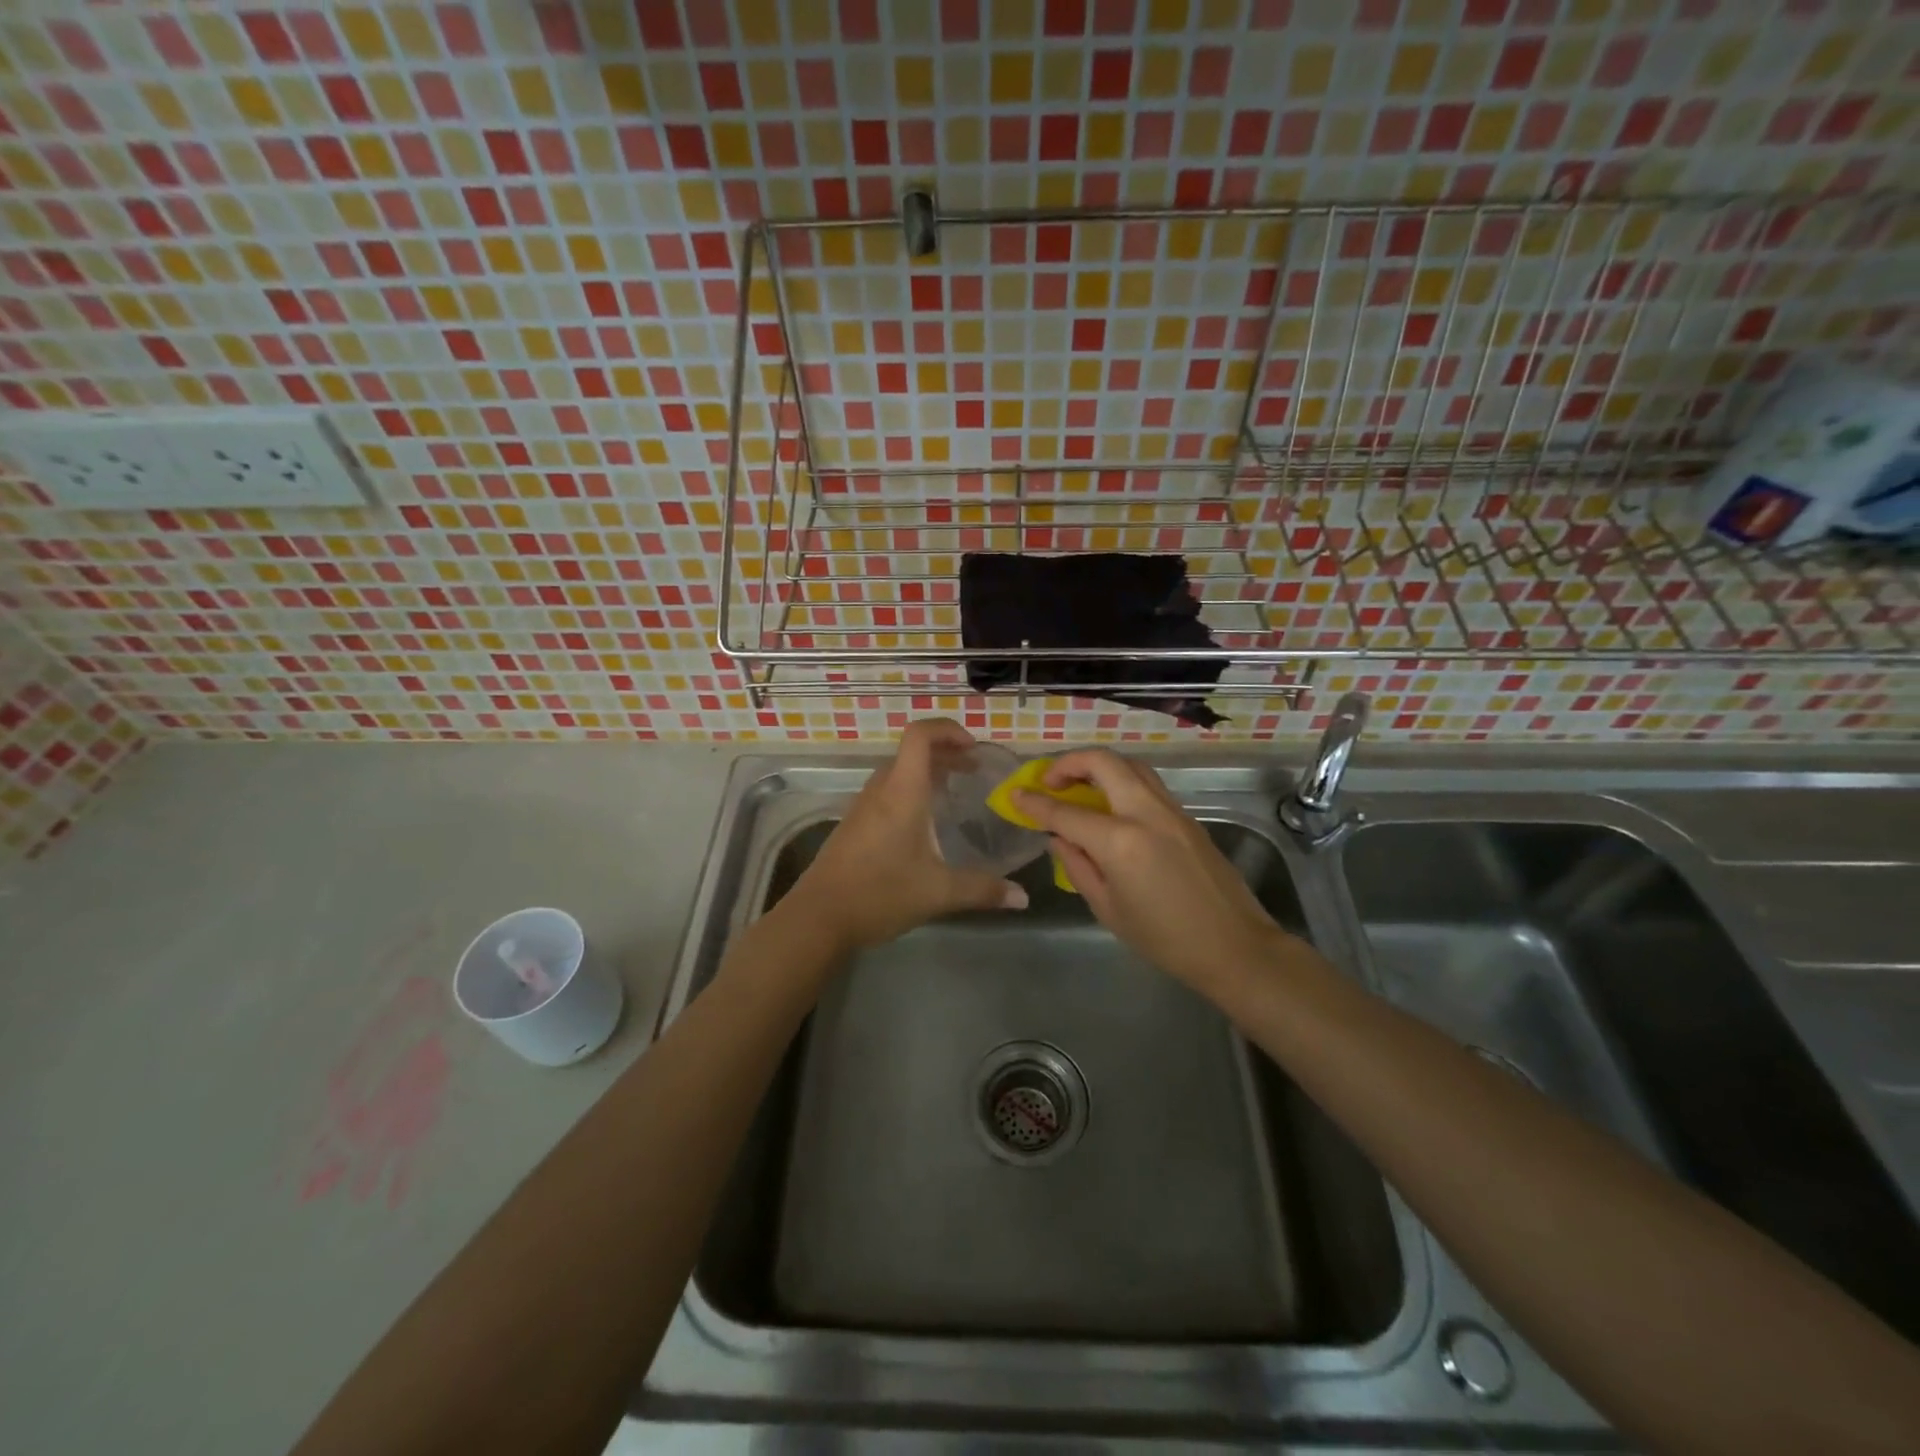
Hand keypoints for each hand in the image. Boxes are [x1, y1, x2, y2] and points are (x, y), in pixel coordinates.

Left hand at [782, 718, 1029, 955]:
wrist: (818, 918)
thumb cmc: (880, 893)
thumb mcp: (938, 893)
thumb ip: (983, 890)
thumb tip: (1022, 898)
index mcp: (902, 792)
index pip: (920, 735)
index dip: (948, 729)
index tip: (974, 748)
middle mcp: (881, 790)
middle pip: (912, 751)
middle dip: (946, 752)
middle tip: (975, 771)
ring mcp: (863, 806)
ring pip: (898, 771)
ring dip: (927, 772)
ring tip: (955, 793)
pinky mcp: (854, 824)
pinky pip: (887, 791)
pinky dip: (911, 791)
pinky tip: (925, 825)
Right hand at [1014, 750, 1286, 991]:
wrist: (1234, 946)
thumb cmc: (1164, 939)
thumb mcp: (1108, 909)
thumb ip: (1077, 866)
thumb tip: (1059, 838)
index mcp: (1120, 842)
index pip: (1066, 812)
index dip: (1035, 803)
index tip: (1016, 795)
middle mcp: (1146, 813)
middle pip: (1103, 763)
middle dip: (1069, 763)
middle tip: (1049, 781)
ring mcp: (1171, 810)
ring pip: (1130, 765)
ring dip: (1099, 766)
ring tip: (1079, 786)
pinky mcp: (1187, 817)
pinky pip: (1147, 783)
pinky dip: (1122, 781)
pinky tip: (1111, 805)